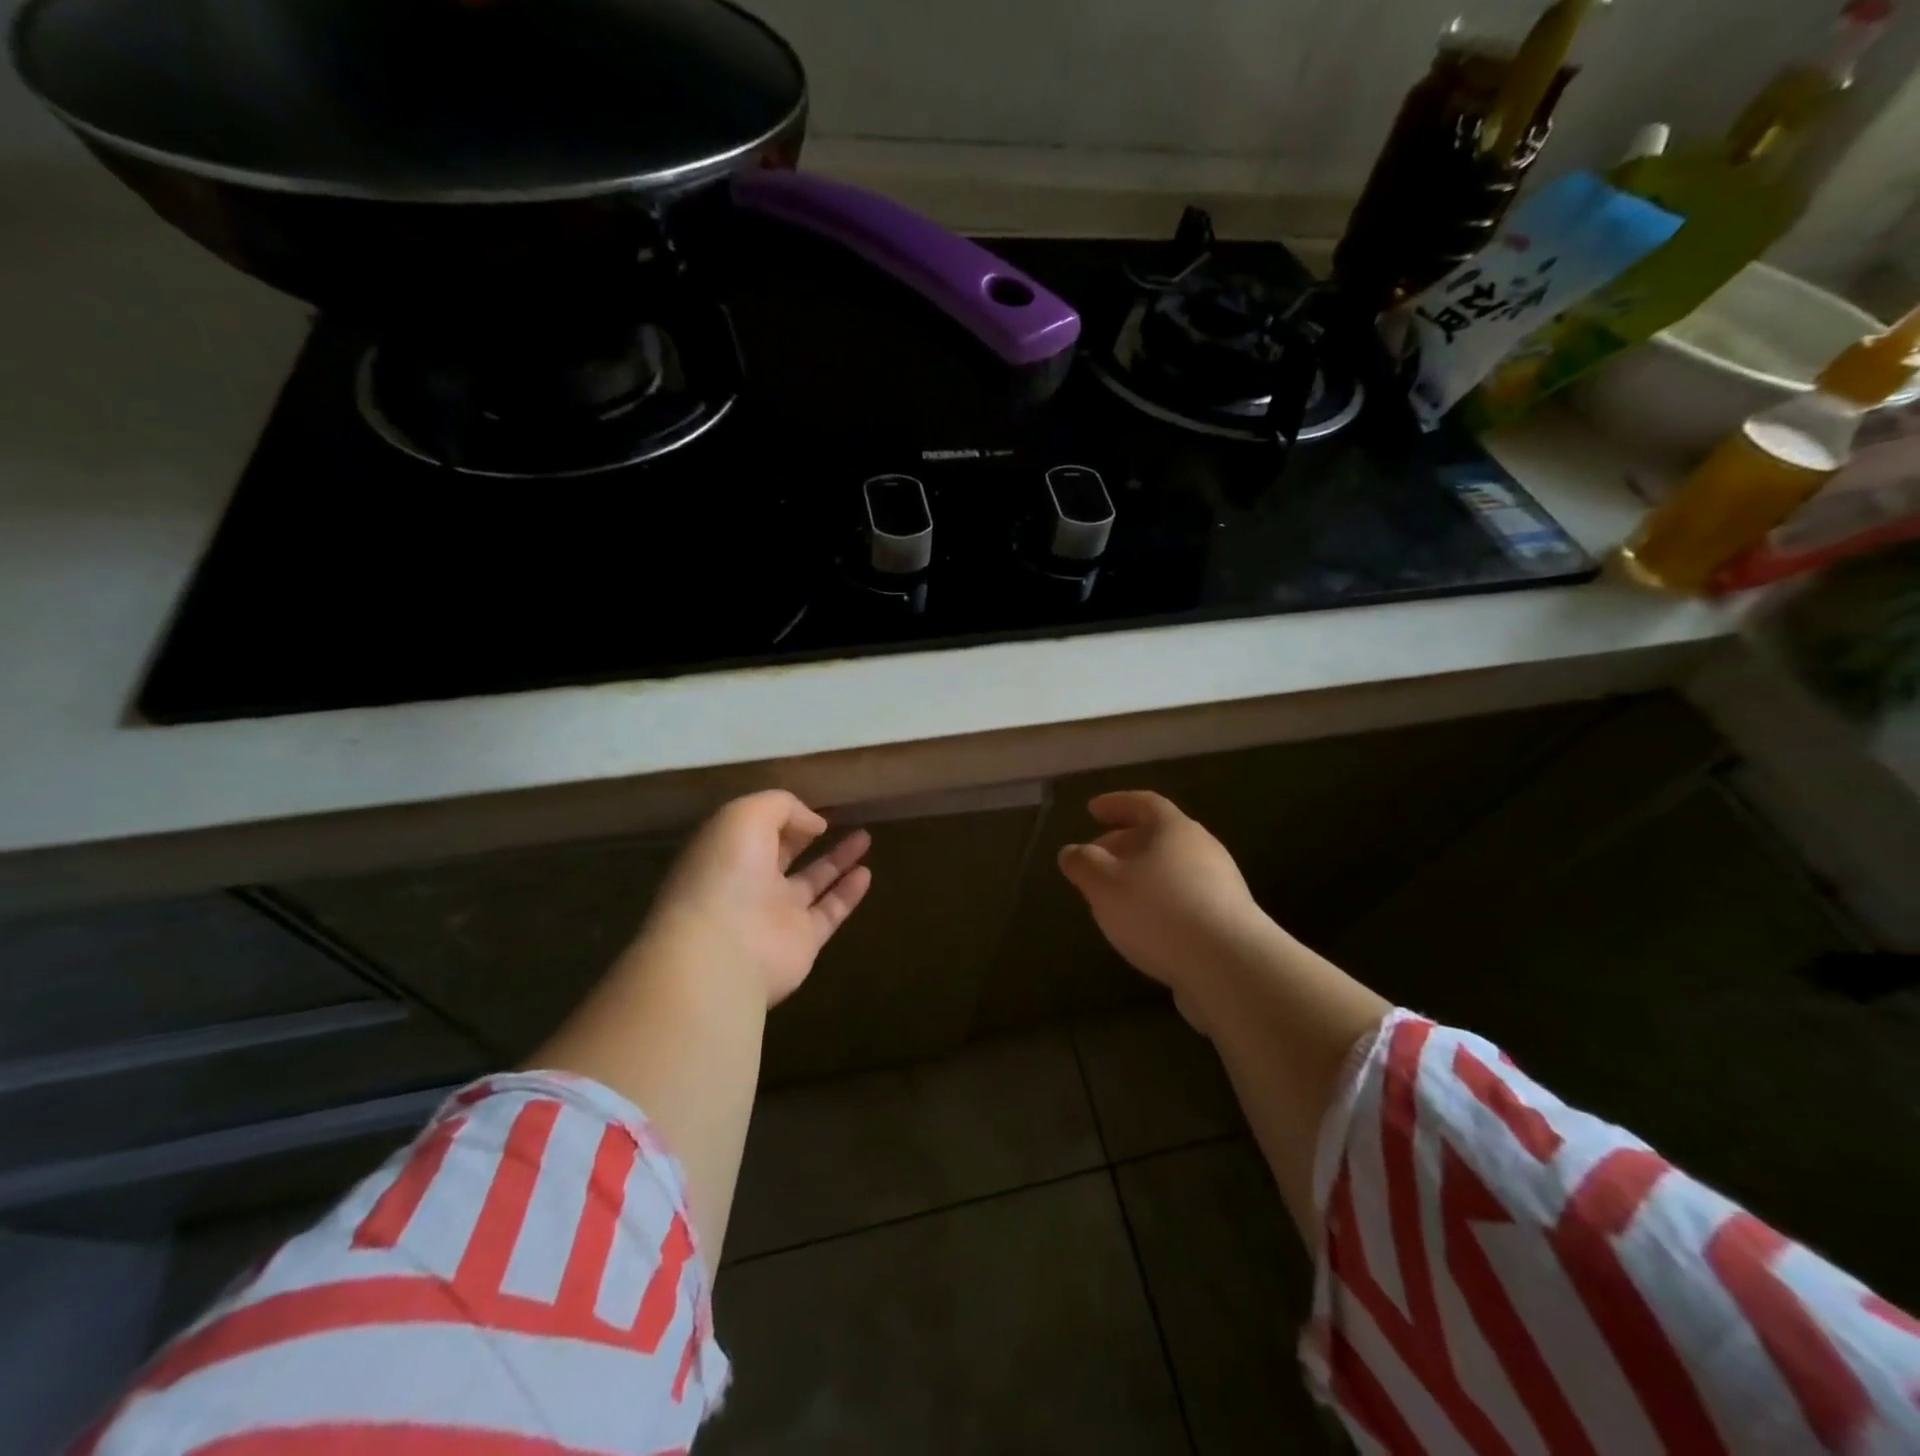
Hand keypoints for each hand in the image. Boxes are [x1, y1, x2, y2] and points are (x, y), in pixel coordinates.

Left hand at [640, 790, 871, 1007]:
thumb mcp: (747, 815)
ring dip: (838, 860)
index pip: (757, 830)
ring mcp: (776, 915)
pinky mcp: (802, 942)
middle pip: (784, 855)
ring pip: (812, 882)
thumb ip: (782, 807)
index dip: (782, 817)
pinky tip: (867, 872)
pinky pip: (830, 912)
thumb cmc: (727, 872)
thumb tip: (815, 824)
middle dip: (808, 836)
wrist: (724, 949)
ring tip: (866, 837)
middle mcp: (749, 883)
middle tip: (840, 820)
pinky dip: (849, 893)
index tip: (810, 809)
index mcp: (728, 853)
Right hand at [1057, 791, 1274, 1027]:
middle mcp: (1202, 848)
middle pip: (1158, 836)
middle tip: (1096, 858)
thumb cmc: (1159, 912)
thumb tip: (1071, 852)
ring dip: (1140, 876)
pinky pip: (1184, 899)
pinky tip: (1142, 927)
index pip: (1143, 803)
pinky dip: (1158, 902)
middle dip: (1123, 844)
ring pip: (1171, 870)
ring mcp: (1220, 885)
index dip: (1115, 804)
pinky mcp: (1227, 920)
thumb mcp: (1105, 885)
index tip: (1092, 810)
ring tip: (1114, 896)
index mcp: (1174, 829)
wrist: (1230, 967)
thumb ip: (1083, 864)